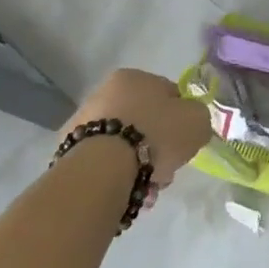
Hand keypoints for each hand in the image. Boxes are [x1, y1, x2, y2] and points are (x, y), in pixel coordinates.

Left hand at [65, 68, 212, 196]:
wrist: (104, 169)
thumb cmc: (155, 134)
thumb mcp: (197, 120)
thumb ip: (199, 116)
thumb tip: (191, 122)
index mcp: (133, 77)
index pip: (167, 93)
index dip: (181, 118)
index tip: (184, 140)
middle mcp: (104, 92)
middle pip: (145, 120)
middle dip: (158, 145)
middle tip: (167, 168)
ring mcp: (83, 123)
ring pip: (124, 144)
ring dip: (139, 164)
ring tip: (148, 188)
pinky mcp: (69, 153)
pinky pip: (105, 163)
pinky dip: (117, 175)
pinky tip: (128, 190)